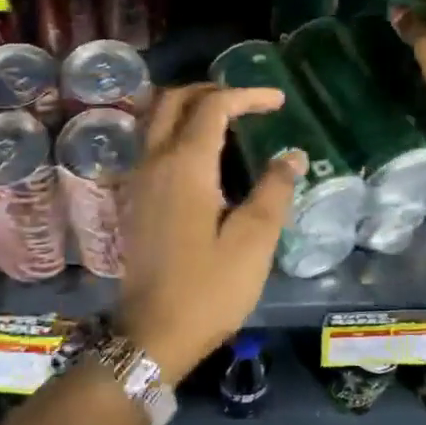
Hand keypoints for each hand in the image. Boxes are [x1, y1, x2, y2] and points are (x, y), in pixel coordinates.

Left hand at [117, 85, 304, 381]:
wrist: (152, 334)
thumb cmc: (208, 289)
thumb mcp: (253, 242)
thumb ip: (274, 191)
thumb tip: (292, 155)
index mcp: (185, 165)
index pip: (213, 106)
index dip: (247, 95)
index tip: (279, 101)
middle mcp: (154, 161)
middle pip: (173, 99)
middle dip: (212, 91)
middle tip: (248, 102)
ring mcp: (138, 179)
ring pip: (156, 118)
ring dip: (189, 107)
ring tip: (228, 120)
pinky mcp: (133, 198)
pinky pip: (151, 142)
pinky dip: (176, 130)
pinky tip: (203, 155)